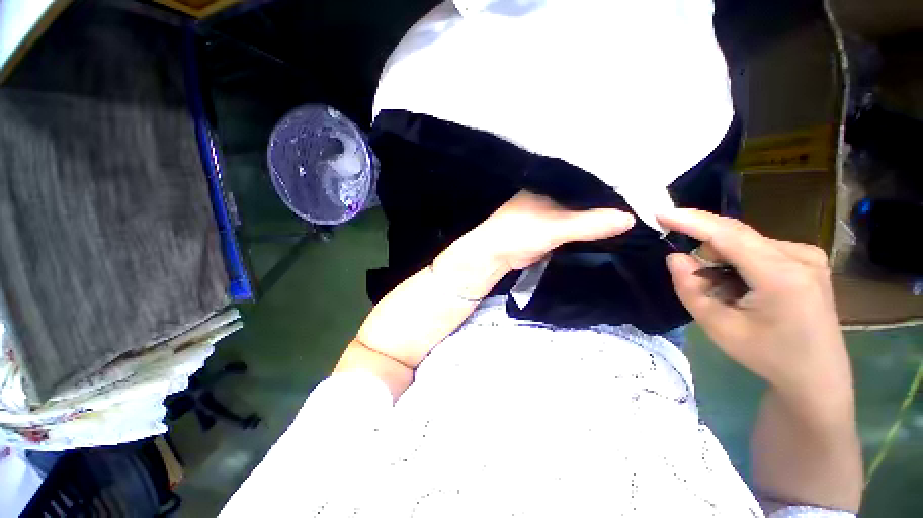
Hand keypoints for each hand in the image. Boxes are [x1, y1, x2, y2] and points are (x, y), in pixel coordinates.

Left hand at [473, 190, 635, 270]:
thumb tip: (630, 218)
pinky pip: (578, 223)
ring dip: (602, 213)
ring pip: (584, 209)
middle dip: (611, 197)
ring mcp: (554, 210)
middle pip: (589, 193)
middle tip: (646, 199)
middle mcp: (555, 193)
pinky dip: (592, 225)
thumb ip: (589, 223)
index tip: (642, 182)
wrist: (497, 256)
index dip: (613, 180)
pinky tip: (612, 226)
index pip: (590, 176)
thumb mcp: (556, 226)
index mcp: (553, 183)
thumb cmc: (519, 233)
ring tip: (637, 211)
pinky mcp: (554, 227)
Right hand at [657, 209, 850, 398]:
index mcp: (782, 276)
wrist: (816, 376)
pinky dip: (738, 262)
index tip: (661, 212)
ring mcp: (808, 255)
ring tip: (724, 292)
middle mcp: (800, 256)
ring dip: (722, 259)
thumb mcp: (719, 328)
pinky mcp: (808, 259)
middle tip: (694, 278)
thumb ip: (691, 290)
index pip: (728, 235)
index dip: (691, 221)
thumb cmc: (767, 356)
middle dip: (705, 249)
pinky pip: (759, 248)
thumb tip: (676, 257)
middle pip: (736, 236)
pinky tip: (743, 286)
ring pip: (745, 242)